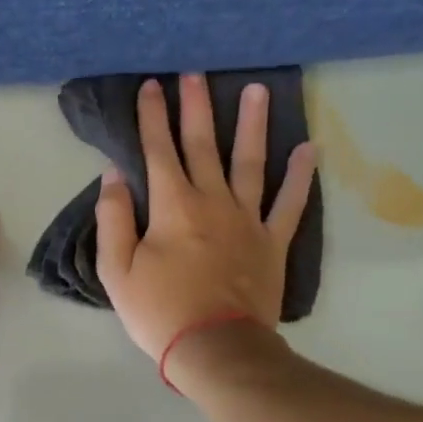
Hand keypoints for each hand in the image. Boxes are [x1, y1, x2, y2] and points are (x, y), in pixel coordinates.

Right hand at [97, 75, 317, 361]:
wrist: (216, 348)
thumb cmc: (160, 312)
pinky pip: (290, 204)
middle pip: (203, 145)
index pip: (158, 151)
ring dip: (253, 125)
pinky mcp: (272, 242)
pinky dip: (300, 177)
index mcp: (172, 207)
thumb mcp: (117, 271)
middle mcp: (212, 201)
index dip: (152, 116)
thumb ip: (114, 219)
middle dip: (196, 106)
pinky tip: (308, 150)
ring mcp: (248, 220)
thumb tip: (114, 176)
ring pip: (251, 162)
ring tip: (258, 90)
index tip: (151, 85)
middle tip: (196, 73)